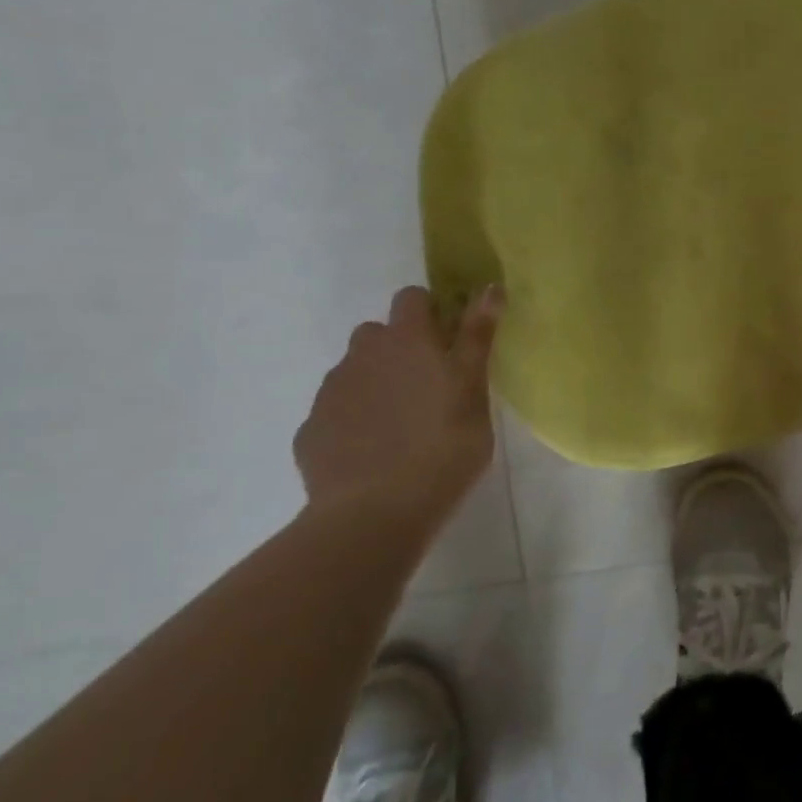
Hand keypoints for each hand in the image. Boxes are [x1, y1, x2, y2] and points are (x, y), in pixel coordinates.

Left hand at [294, 285, 503, 515]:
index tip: (448, 339)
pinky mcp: (311, 431)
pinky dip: (352, 421)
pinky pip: (335, 412)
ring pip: (355, 372)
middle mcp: (362, 355)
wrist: (373, 515)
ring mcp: (331, 393)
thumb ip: (477, 337)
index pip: (412, 298)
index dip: (430, 311)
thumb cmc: (442, 448)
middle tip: (427, 385)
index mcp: (407, 340)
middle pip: (377, 333)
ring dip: (375, 383)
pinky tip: (371, 453)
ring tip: (399, 424)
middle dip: (399, 348)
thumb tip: (489, 287)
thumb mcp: (473, 391)